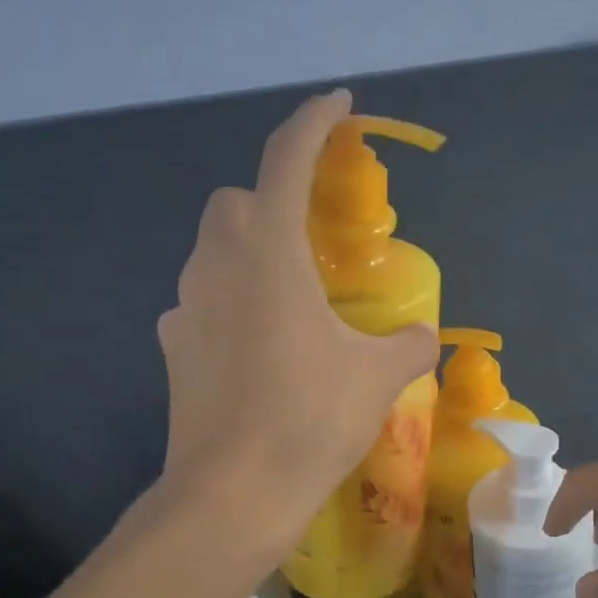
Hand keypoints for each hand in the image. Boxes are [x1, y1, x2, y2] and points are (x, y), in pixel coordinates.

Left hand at [157, 90, 437, 547]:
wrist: (233, 493)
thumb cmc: (310, 418)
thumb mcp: (378, 377)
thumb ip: (407, 343)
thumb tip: (422, 333)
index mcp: (269, 252)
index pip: (286, 158)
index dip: (314, 120)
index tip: (339, 104)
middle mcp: (217, 264)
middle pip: (237, 200)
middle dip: (272, 197)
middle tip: (313, 235)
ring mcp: (186, 307)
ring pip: (215, 251)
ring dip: (250, 252)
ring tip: (292, 297)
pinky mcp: (175, 347)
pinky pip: (204, 302)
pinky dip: (232, 303)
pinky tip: (260, 346)